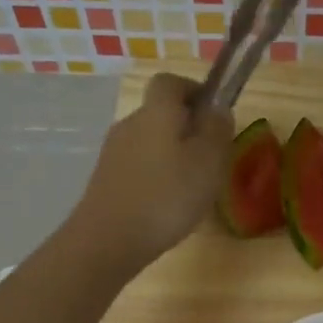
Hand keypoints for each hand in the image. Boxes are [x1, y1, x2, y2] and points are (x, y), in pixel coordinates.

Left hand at [67, 72, 233, 271]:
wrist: (108, 240)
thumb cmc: (167, 197)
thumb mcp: (208, 161)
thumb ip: (217, 130)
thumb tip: (217, 108)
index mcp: (157, 112)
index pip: (170, 82)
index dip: (193, 91)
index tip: (213, 114)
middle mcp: (130, 123)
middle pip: (160, 113)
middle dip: (186, 128)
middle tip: (210, 157)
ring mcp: (113, 153)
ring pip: (149, 142)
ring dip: (171, 155)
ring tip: (190, 187)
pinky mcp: (105, 180)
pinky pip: (137, 167)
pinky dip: (154, 177)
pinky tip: (165, 205)